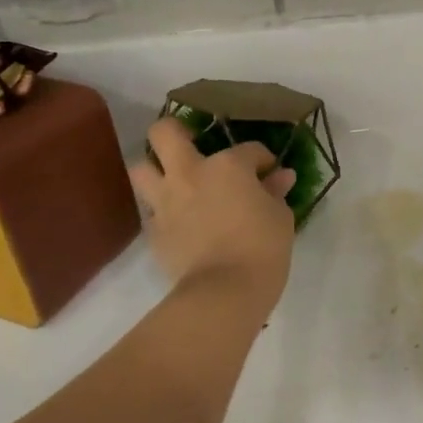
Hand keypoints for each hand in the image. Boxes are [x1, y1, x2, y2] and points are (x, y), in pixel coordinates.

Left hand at [130, 118, 296, 316]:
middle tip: (191, 143)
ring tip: (173, 179)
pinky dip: (163, 209)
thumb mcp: (280, 216)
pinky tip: (179, 219)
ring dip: (155, 168)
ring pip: (141, 168)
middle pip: (165, 133)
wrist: (225, 291)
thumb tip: (280, 177)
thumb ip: (275, 192)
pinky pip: (151, 210)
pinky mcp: (154, 230)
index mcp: (228, 165)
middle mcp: (190, 173)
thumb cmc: (263, 247)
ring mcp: (166, 201)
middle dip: (175, 130)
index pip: (249, 149)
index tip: (270, 172)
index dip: (262, 159)